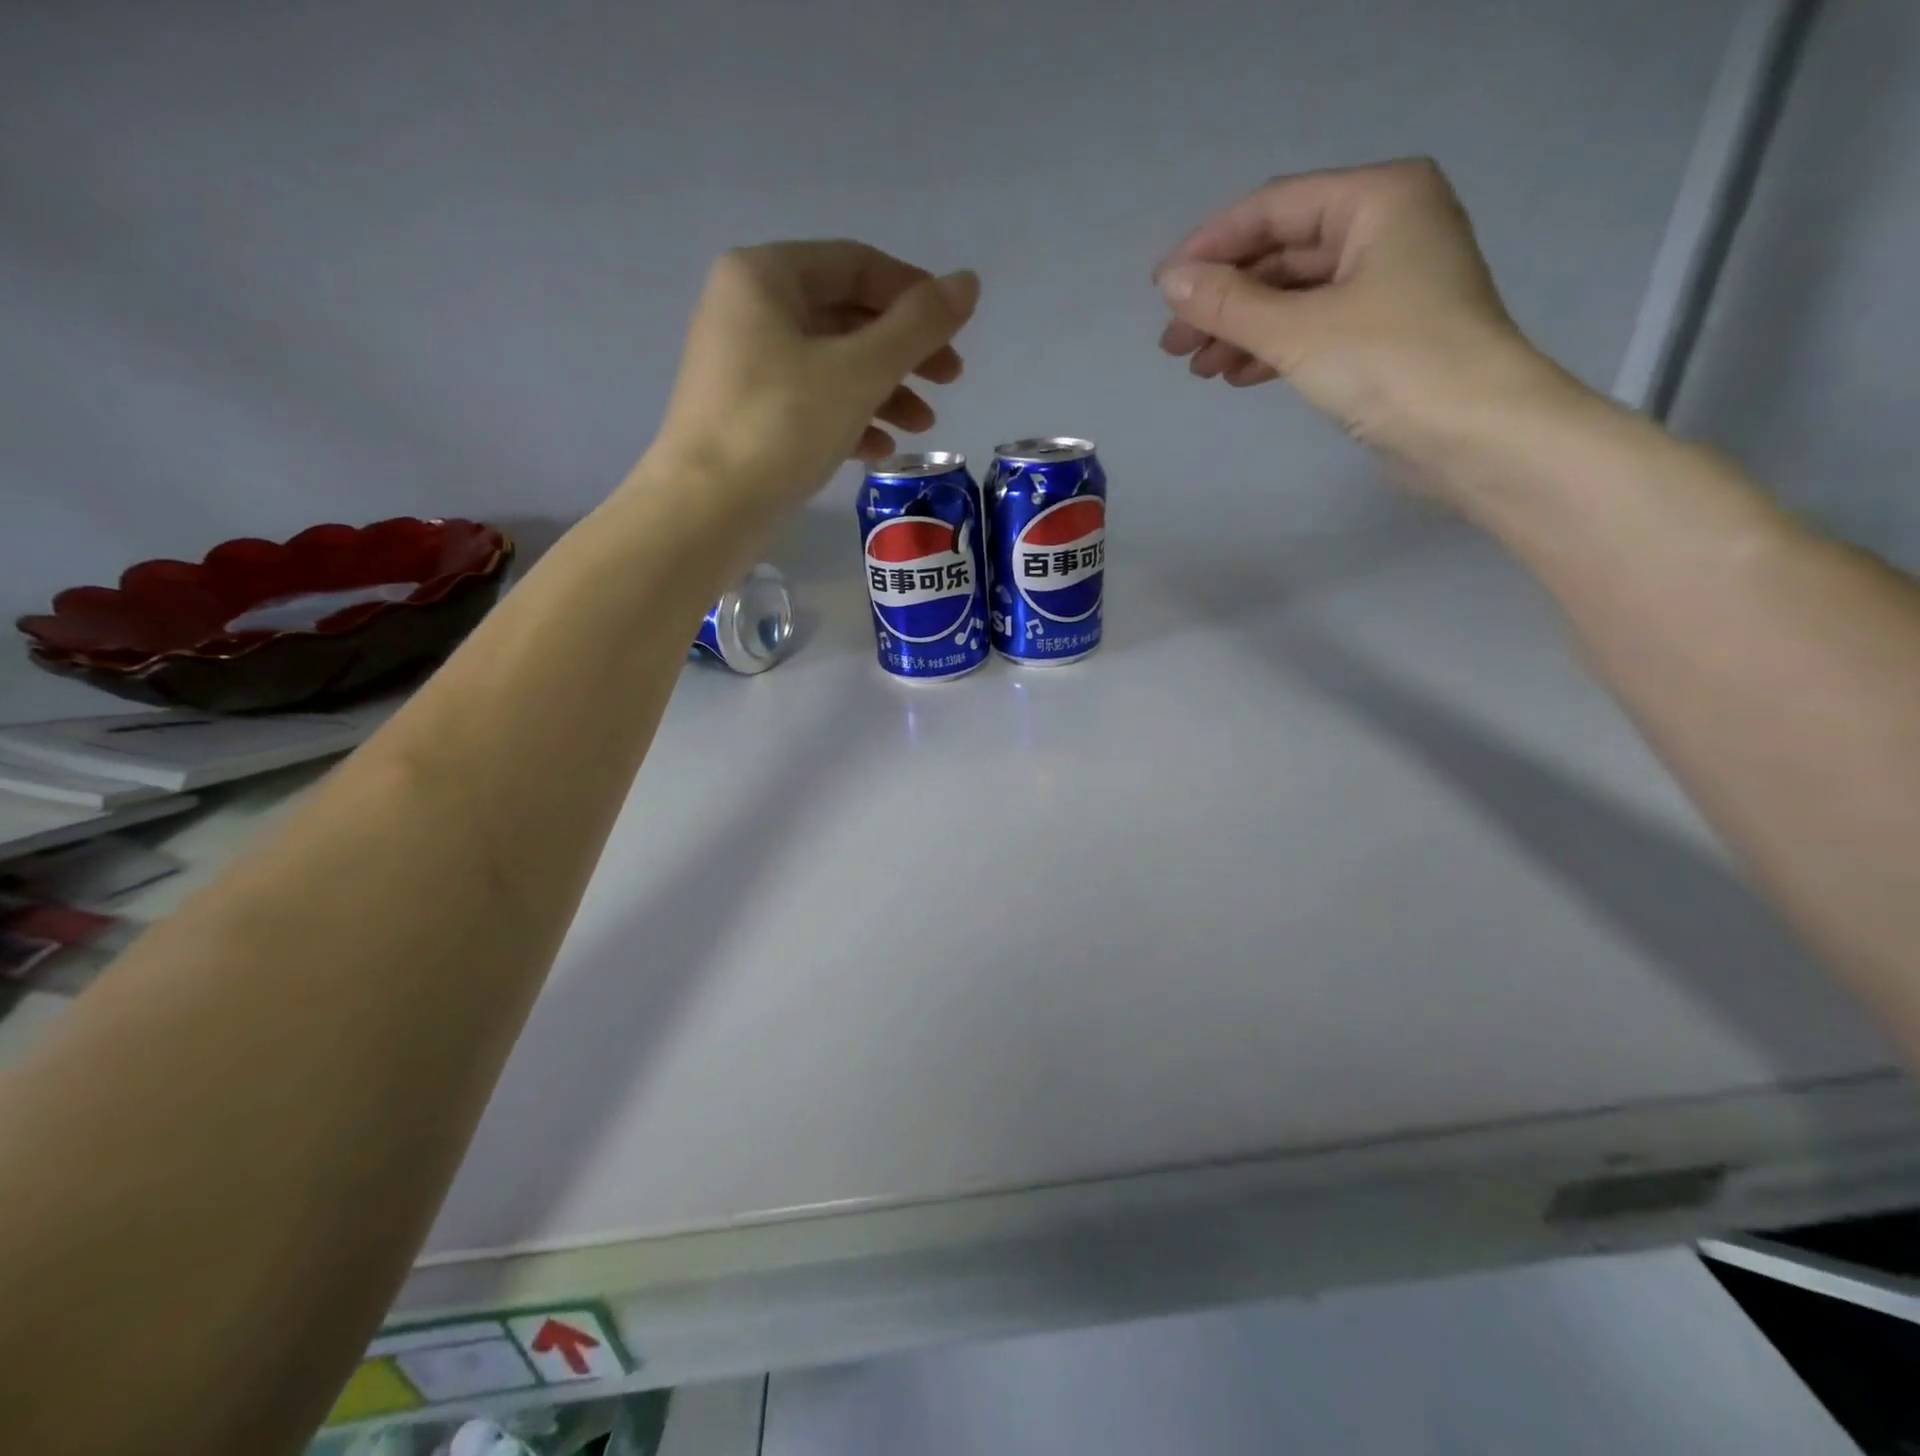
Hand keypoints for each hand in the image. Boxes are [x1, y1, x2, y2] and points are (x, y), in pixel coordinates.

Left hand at [648, 240, 979, 519]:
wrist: (707, 511)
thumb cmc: (781, 427)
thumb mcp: (859, 372)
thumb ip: (918, 326)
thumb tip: (967, 282)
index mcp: (765, 277)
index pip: (857, 265)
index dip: (914, 295)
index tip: (956, 334)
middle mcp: (749, 310)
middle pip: (846, 316)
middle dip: (903, 351)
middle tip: (950, 382)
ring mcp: (744, 366)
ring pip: (832, 365)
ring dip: (884, 391)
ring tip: (923, 427)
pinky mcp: (747, 416)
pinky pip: (810, 403)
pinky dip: (850, 419)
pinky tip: (880, 451)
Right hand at [1155, 159, 1573, 492]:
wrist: (1472, 434)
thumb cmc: (1389, 363)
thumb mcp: (1297, 330)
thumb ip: (1228, 304)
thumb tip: (1169, 283)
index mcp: (1378, 199)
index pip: (1274, 209)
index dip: (1210, 247)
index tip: (1160, 288)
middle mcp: (1386, 227)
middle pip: (1281, 255)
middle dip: (1223, 300)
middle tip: (1172, 344)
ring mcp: (1387, 283)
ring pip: (1293, 297)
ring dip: (1241, 330)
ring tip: (1197, 368)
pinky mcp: (1384, 333)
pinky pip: (1312, 328)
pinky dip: (1271, 349)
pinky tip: (1236, 375)